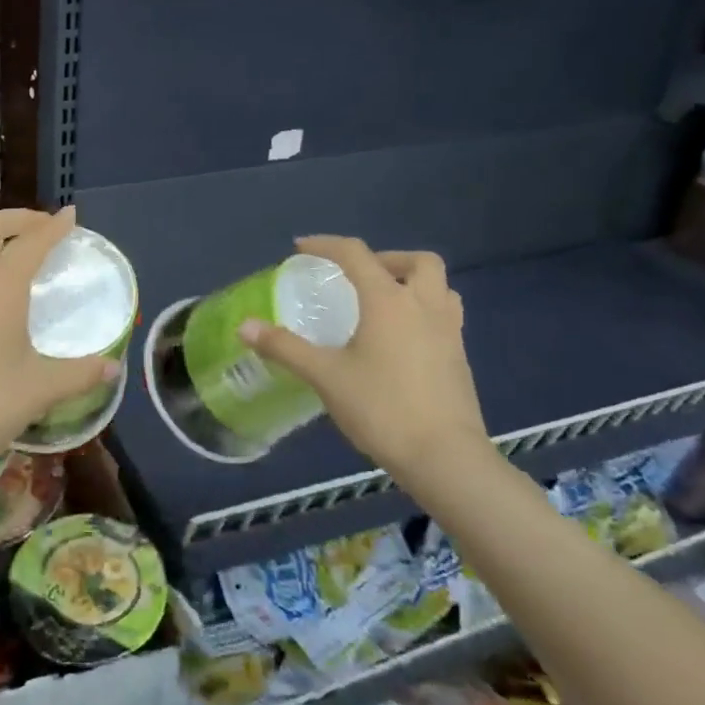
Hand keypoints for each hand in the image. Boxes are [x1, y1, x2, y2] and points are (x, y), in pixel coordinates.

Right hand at [239, 236, 491, 483]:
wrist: (445, 458)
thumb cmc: (382, 408)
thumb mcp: (325, 376)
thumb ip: (284, 347)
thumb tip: (245, 326)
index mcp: (389, 301)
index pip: (356, 255)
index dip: (326, 245)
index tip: (301, 249)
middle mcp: (425, 306)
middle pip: (417, 261)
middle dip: (386, 258)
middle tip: (358, 277)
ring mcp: (449, 332)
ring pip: (440, 287)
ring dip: (411, 283)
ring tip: (382, 303)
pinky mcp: (460, 359)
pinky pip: (444, 316)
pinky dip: (422, 311)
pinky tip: (399, 340)